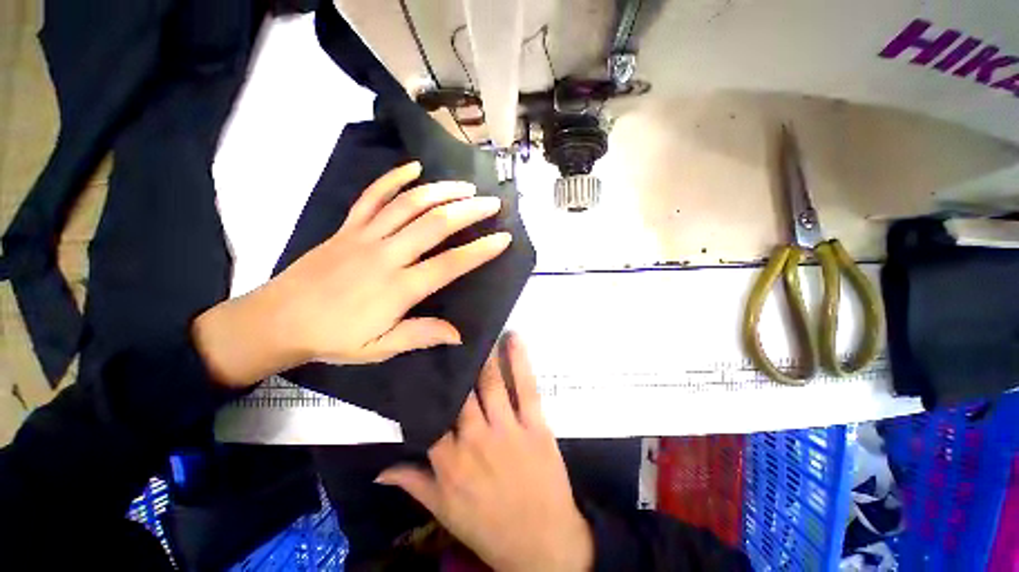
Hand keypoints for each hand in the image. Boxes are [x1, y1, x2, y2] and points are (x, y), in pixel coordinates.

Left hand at [193, 162, 510, 386]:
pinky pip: (372, 196)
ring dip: (441, 191)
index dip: (480, 251)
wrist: (277, 320)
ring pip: (408, 204)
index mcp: (398, 288)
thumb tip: (459, 334)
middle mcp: (386, 255)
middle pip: (434, 224)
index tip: (503, 239)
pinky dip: (393, 179)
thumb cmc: (333, 338)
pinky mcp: (347, 226)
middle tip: (492, 203)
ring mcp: (365, 236)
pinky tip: (414, 169)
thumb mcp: (379, 349)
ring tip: (465, 186)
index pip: (450, 264)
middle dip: (468, 211)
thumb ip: (421, 335)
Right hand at [377, 333, 594, 571]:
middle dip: (455, 365)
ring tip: (478, 332)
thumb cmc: (490, 527)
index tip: (424, 365)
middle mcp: (475, 439)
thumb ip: (413, 484)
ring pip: (491, 383)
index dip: (427, 390)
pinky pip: (526, 387)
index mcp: (450, 461)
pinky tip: (513, 338)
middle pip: (462, 393)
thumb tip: (379, 471)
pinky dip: (519, 361)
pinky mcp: (535, 425)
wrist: (542, 544)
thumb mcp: (444, 511)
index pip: (431, 416)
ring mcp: (507, 429)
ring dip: (484, 356)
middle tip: (450, 337)